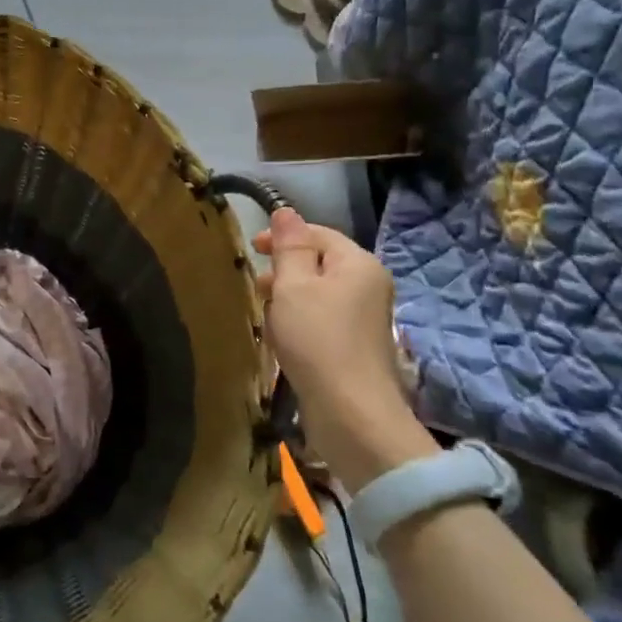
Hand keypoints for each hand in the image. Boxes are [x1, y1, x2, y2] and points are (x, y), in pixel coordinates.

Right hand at [254, 210, 436, 490]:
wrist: (350, 410)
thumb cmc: (317, 338)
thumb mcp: (294, 285)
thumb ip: (289, 247)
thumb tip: (286, 212)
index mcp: (359, 264)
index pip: (319, 234)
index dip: (283, 236)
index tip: (252, 248)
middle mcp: (369, 286)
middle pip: (321, 263)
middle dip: (285, 268)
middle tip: (255, 284)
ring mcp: (366, 318)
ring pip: (320, 292)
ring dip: (290, 295)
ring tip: (264, 310)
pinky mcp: (356, 346)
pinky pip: (323, 318)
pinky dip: (300, 318)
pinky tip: (282, 335)